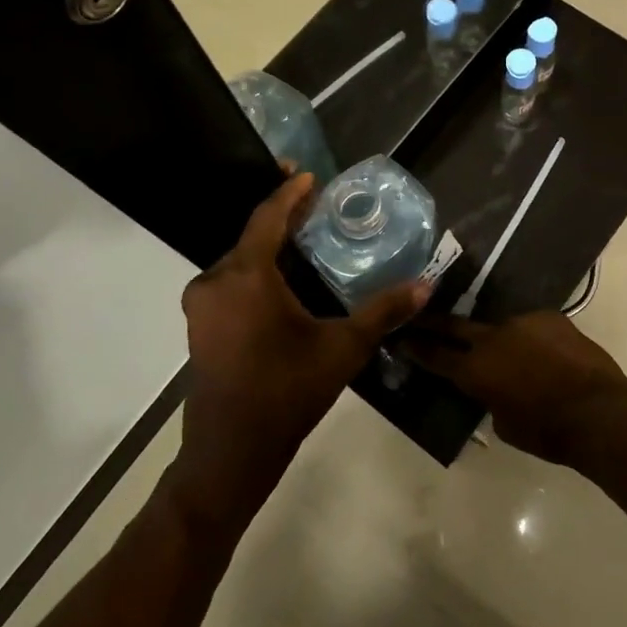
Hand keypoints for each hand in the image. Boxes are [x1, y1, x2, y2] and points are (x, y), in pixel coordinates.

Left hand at [175, 172, 429, 527]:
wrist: (231, 452)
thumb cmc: (287, 392)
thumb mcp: (343, 349)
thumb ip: (383, 312)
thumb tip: (426, 285)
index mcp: (245, 277)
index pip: (267, 218)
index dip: (290, 193)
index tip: (310, 174)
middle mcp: (214, 281)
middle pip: (252, 236)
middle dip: (283, 218)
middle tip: (316, 204)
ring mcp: (201, 305)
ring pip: (240, 261)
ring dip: (270, 246)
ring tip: (304, 237)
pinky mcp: (201, 325)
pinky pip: (231, 282)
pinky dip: (257, 271)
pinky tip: (282, 279)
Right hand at [399, 311, 626, 468]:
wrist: (598, 413)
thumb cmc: (548, 433)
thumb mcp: (506, 426)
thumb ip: (491, 400)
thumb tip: (494, 390)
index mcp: (476, 370)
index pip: (435, 356)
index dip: (415, 347)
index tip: (400, 337)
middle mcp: (493, 338)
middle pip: (455, 326)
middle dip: (435, 323)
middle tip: (419, 316)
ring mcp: (522, 322)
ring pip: (500, 326)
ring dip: (496, 336)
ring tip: (506, 348)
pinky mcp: (550, 317)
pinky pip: (531, 326)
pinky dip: (530, 338)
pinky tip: (542, 351)